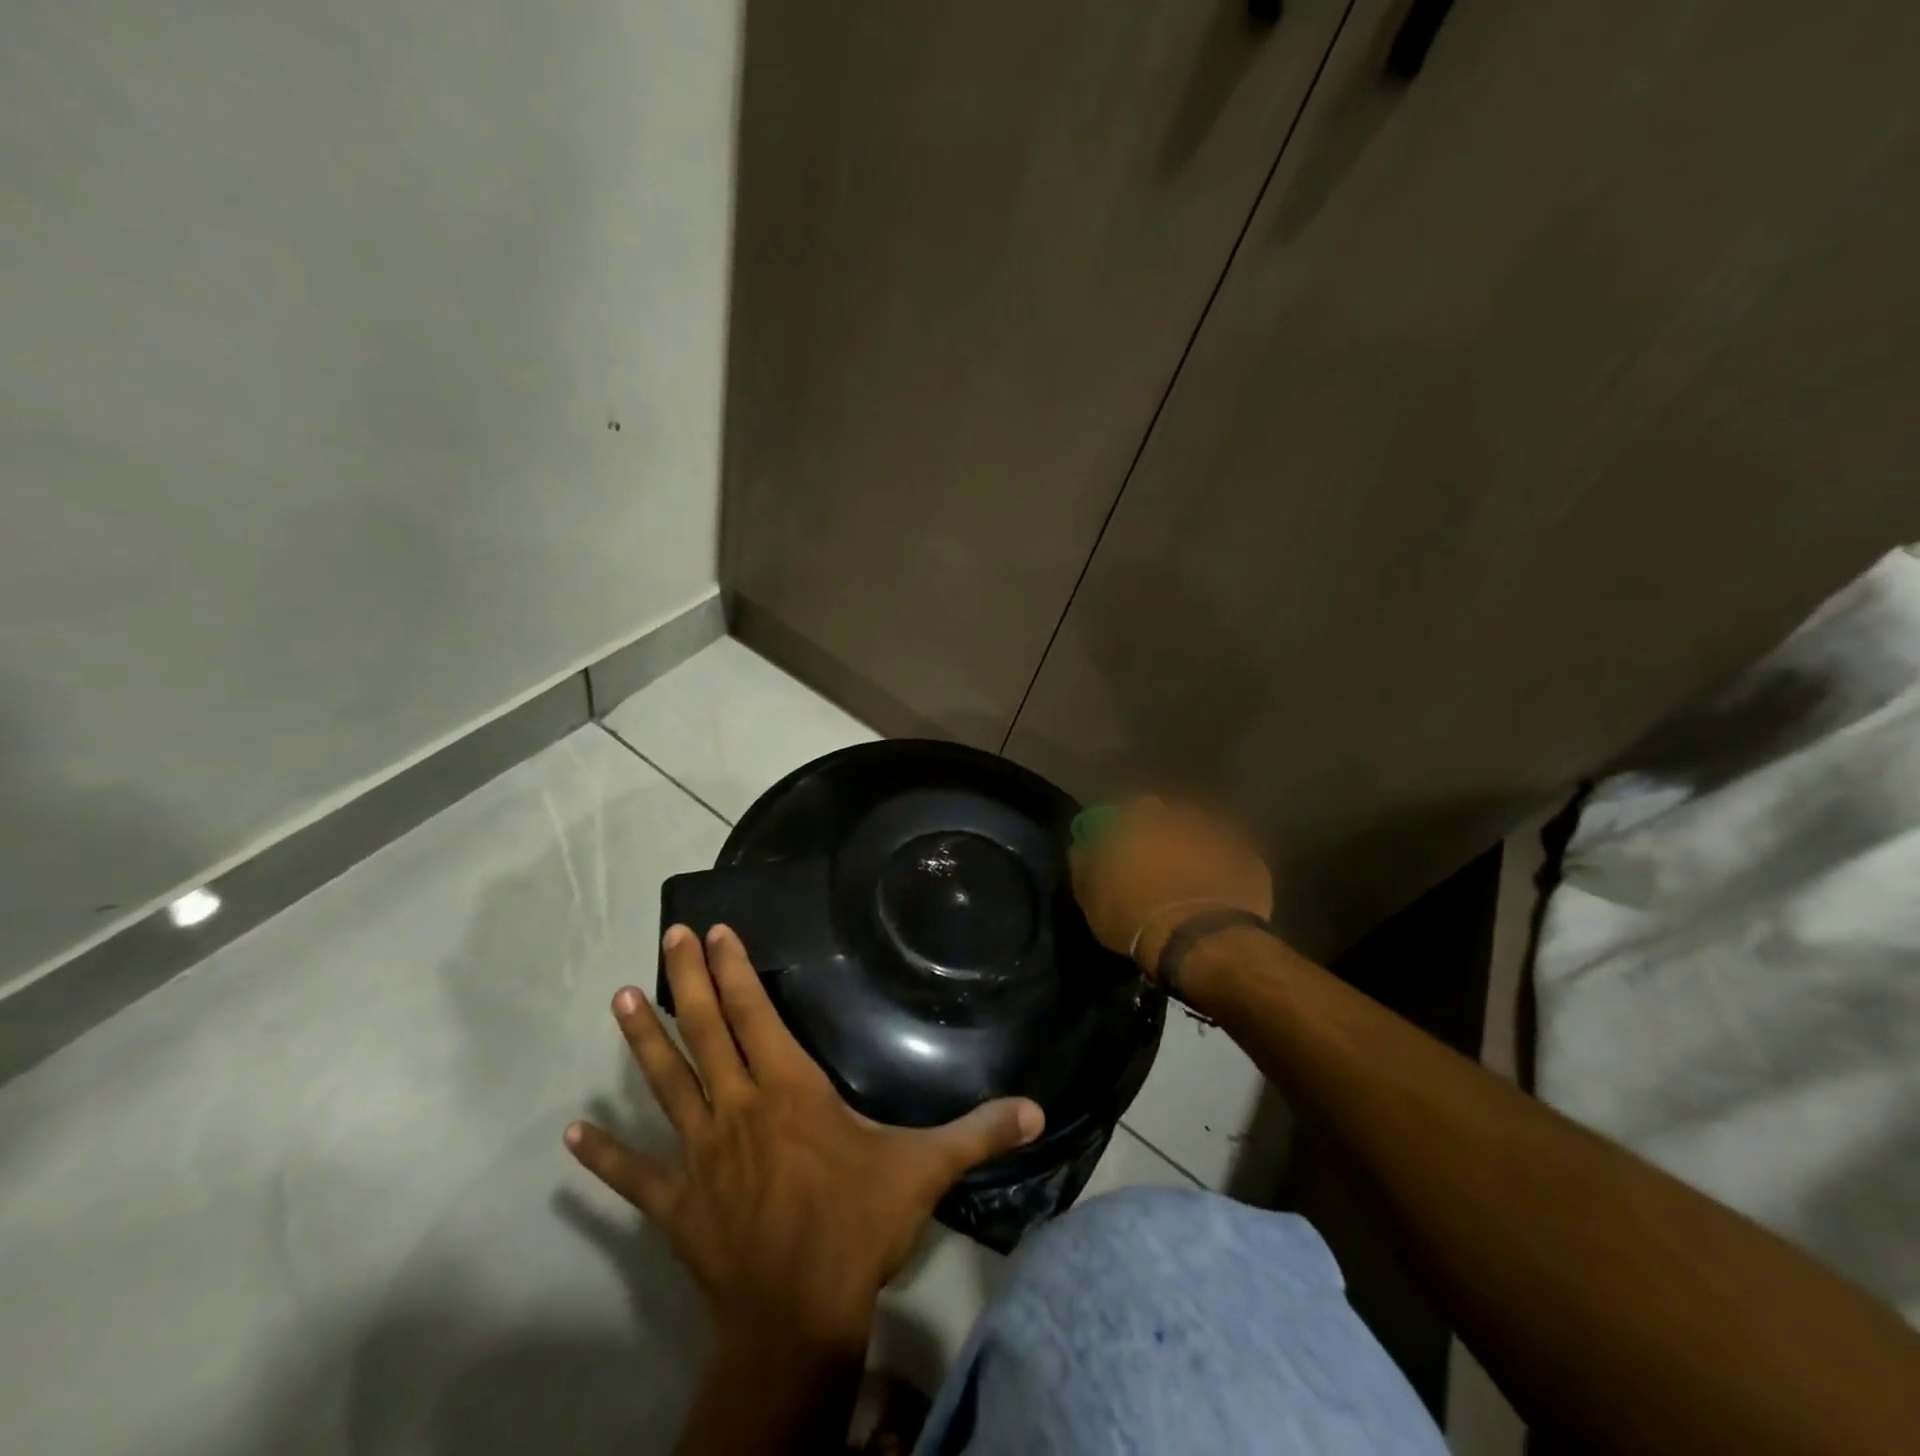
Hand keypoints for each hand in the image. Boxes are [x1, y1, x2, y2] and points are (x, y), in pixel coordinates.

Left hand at [564, 924, 1044, 1355]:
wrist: (797, 1318)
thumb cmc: (856, 1227)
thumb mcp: (924, 1170)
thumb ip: (978, 1132)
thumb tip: (1037, 1108)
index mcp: (788, 1089)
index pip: (755, 1013)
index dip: (734, 969)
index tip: (713, 931)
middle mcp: (736, 1107)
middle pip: (705, 1031)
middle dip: (687, 979)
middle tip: (666, 936)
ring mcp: (699, 1153)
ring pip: (665, 1083)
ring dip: (642, 1041)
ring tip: (619, 999)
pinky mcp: (674, 1201)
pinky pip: (632, 1173)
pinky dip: (603, 1153)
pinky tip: (571, 1134)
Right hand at [1070, 796, 1273, 981]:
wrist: (1199, 943)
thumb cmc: (1134, 915)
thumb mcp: (1090, 895)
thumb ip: (1084, 862)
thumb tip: (1083, 846)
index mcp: (1140, 819)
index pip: (1131, 810)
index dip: (1129, 829)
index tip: (1127, 850)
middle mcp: (1181, 817)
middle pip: (1171, 820)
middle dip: (1166, 837)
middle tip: (1160, 868)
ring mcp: (1221, 837)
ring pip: (1204, 838)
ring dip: (1197, 853)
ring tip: (1191, 884)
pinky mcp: (1251, 862)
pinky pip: (1233, 862)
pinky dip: (1225, 874)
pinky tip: (1218, 897)